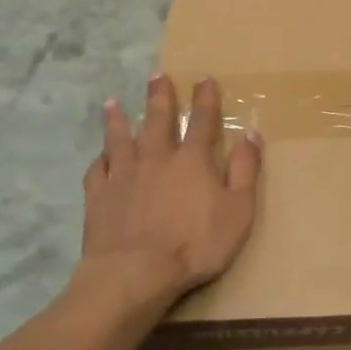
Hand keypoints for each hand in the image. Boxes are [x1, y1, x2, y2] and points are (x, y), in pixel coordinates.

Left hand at [81, 73, 261, 306]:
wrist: (135, 273)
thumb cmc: (195, 244)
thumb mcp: (238, 210)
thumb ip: (245, 170)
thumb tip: (252, 134)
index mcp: (192, 160)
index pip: (202, 120)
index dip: (205, 98)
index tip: (204, 78)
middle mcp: (156, 157)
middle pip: (158, 119)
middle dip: (160, 96)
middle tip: (157, 75)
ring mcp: (124, 175)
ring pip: (120, 138)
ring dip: (118, 118)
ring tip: (113, 102)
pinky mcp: (99, 196)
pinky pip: (98, 169)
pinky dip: (100, 159)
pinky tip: (100, 156)